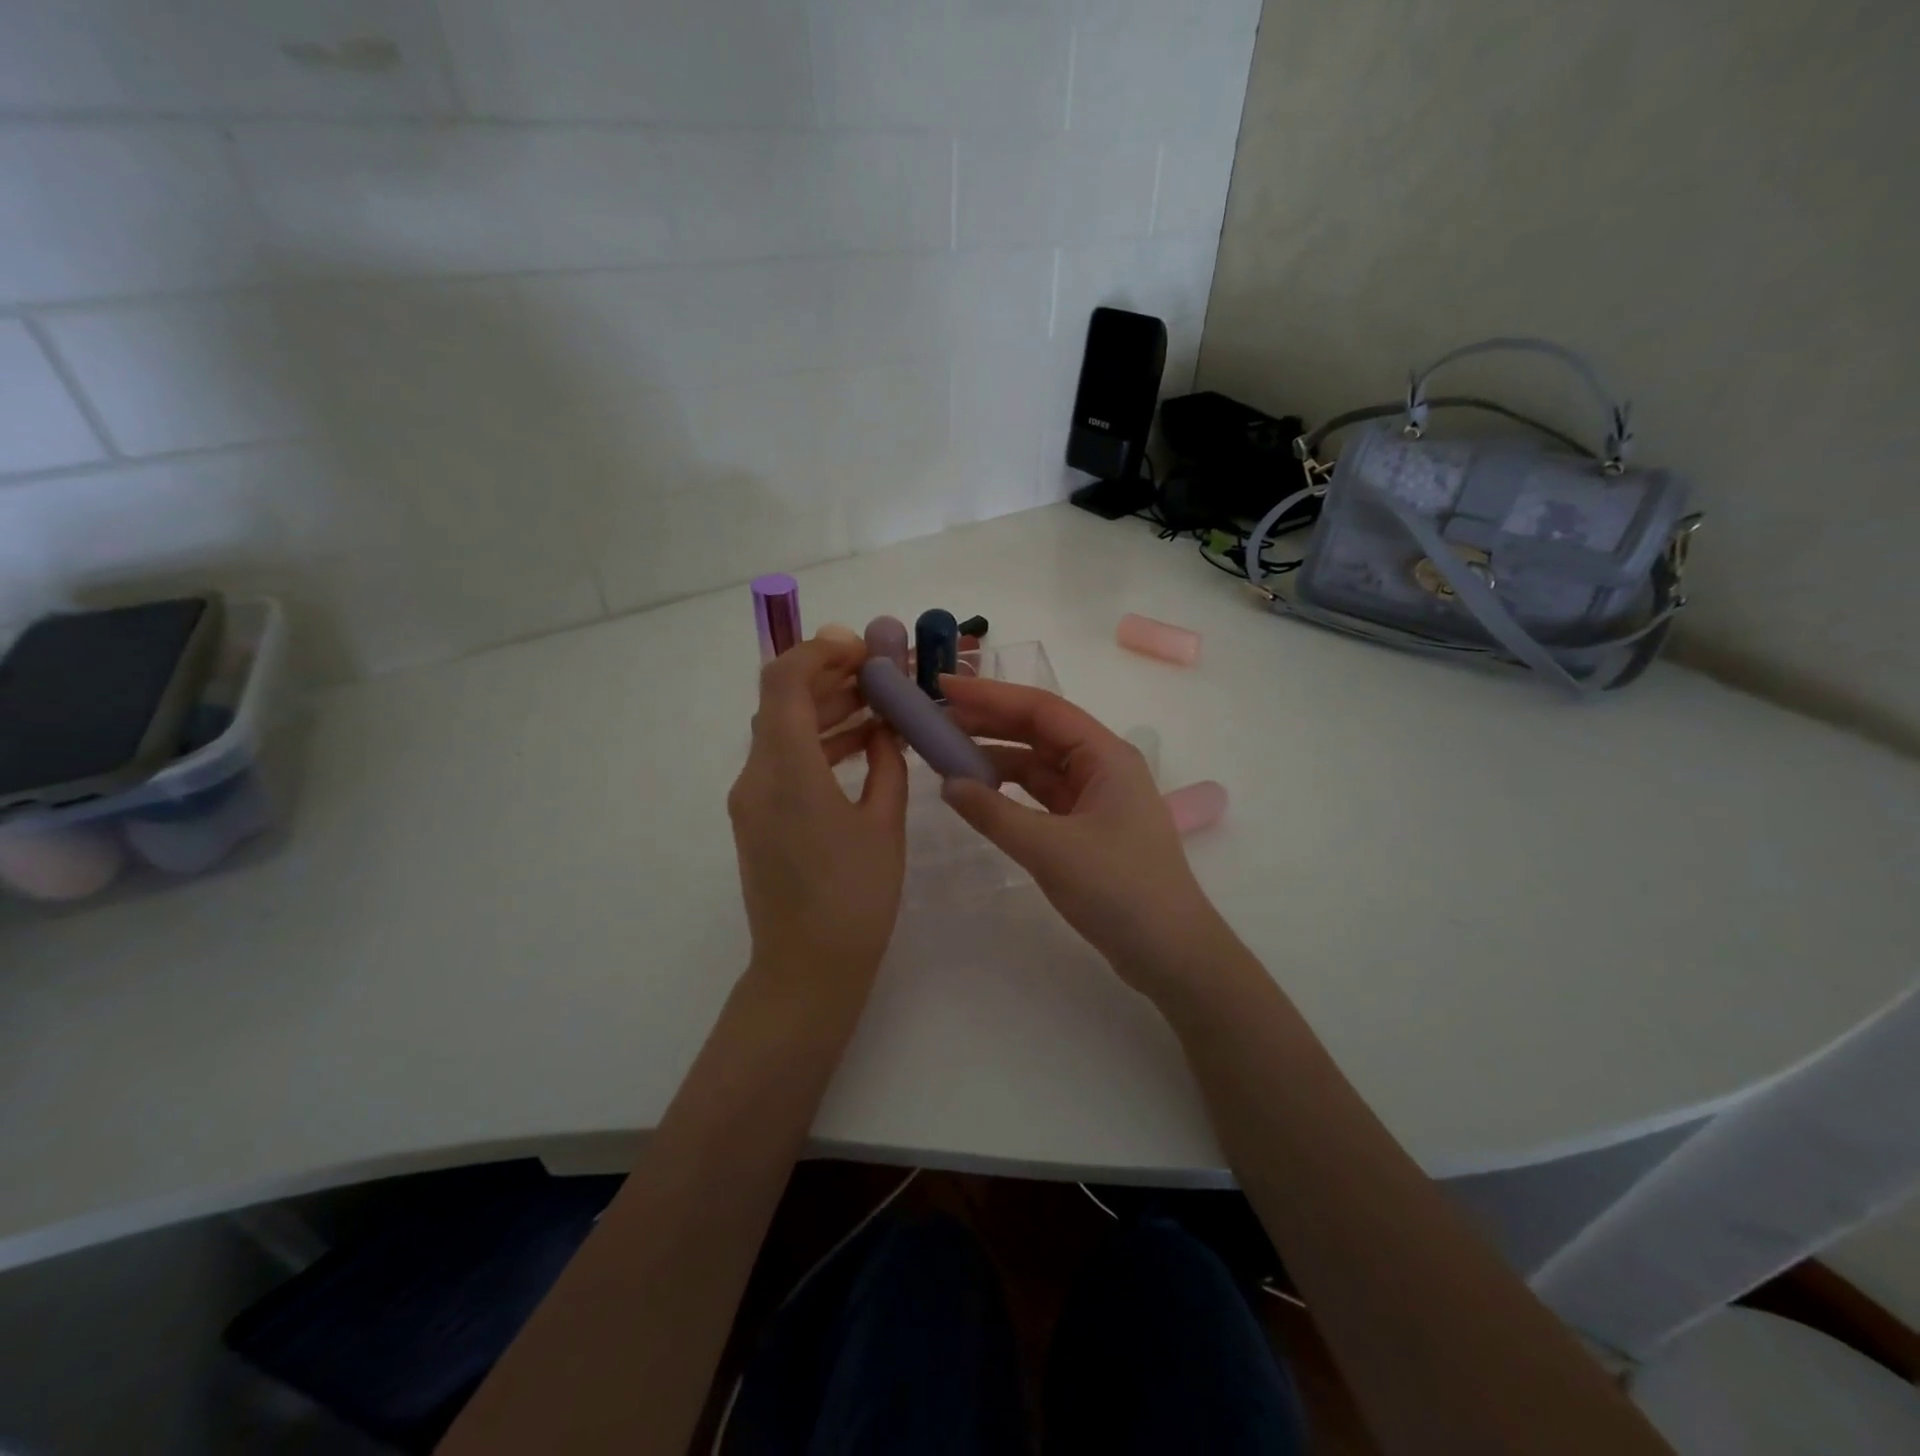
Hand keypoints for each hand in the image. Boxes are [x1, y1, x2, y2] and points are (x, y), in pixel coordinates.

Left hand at [728, 636, 908, 1002]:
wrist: (806, 970)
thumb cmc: (854, 899)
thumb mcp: (884, 825)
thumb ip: (885, 765)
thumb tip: (883, 730)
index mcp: (787, 771)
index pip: (784, 682)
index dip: (820, 652)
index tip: (863, 648)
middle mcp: (756, 776)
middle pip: (782, 701)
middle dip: (830, 677)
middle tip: (881, 673)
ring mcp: (751, 798)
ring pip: (783, 729)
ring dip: (826, 709)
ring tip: (880, 705)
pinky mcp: (757, 817)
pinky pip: (784, 760)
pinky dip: (818, 742)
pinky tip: (861, 744)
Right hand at [937, 675, 1227, 1000]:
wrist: (1170, 953)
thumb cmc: (1118, 889)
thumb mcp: (1049, 849)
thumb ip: (993, 813)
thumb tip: (948, 784)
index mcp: (1105, 755)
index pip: (1041, 709)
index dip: (990, 695)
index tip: (945, 687)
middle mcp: (1102, 767)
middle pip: (1038, 732)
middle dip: (988, 723)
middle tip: (936, 718)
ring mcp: (1096, 799)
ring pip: (1038, 766)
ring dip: (996, 758)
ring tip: (946, 755)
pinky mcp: (1088, 829)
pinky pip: (1041, 797)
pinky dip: (1009, 793)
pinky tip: (978, 794)